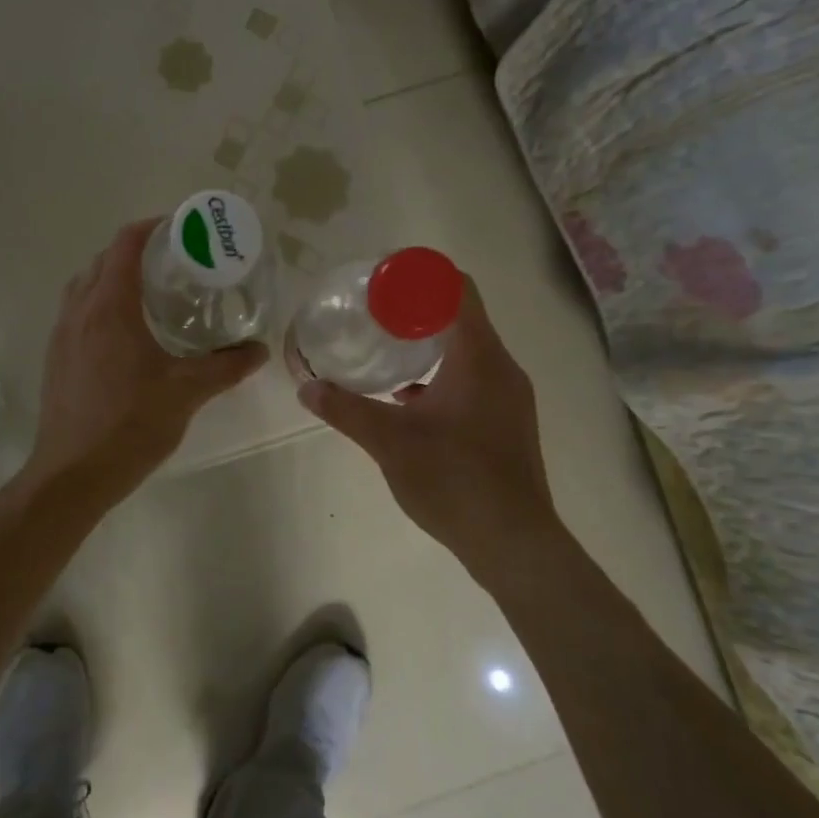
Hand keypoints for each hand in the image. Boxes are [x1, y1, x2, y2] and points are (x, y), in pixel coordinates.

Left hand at [26, 218, 267, 504]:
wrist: (73, 474)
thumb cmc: (129, 425)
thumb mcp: (187, 392)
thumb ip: (226, 366)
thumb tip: (260, 350)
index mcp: (109, 307)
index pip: (126, 245)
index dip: (152, 227)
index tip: (182, 230)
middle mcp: (79, 312)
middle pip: (103, 261)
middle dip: (136, 252)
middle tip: (175, 263)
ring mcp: (61, 336)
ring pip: (85, 287)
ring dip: (114, 278)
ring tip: (151, 294)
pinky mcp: (56, 359)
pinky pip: (77, 314)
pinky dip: (100, 305)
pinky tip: (127, 335)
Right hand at [298, 275, 552, 585]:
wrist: (512, 541)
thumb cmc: (454, 479)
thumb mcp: (389, 441)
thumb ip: (346, 410)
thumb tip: (306, 387)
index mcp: (479, 358)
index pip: (459, 290)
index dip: (423, 276)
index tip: (384, 279)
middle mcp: (502, 369)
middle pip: (463, 318)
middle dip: (418, 311)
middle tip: (375, 315)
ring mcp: (509, 399)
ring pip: (468, 353)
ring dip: (430, 347)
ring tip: (387, 353)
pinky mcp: (507, 424)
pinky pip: (473, 382)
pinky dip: (442, 378)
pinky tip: (409, 401)